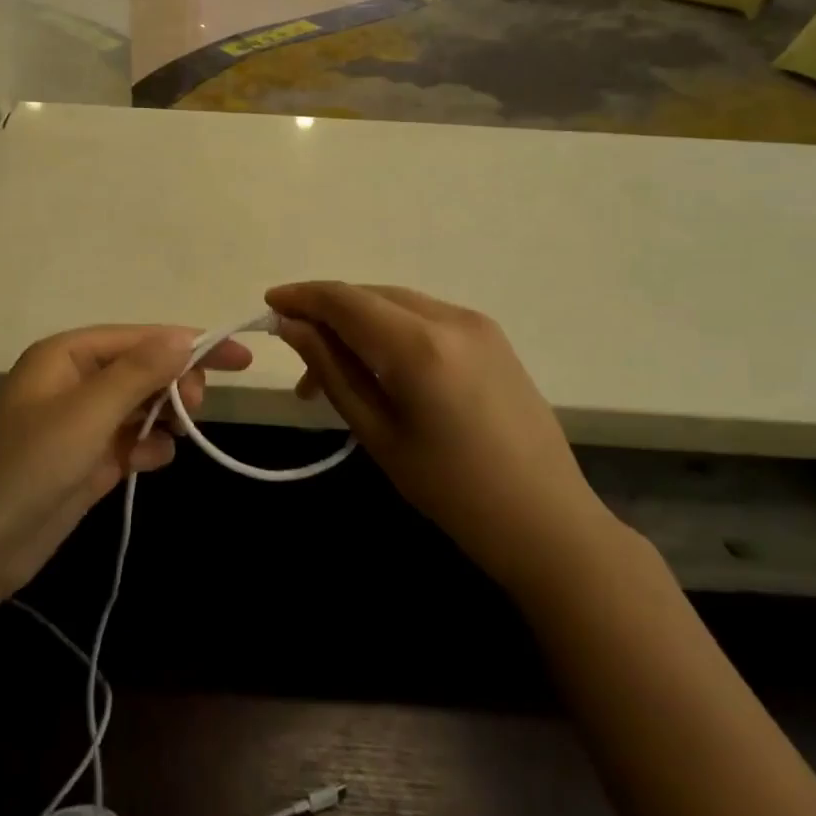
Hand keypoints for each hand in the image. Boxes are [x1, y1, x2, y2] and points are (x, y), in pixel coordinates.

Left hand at [0, 326, 251, 603]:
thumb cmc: (26, 466)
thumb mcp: (85, 413)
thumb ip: (138, 373)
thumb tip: (183, 337)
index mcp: (68, 356)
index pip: (141, 338)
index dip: (191, 343)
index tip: (240, 357)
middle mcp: (74, 382)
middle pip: (143, 369)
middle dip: (175, 383)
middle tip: (196, 407)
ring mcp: (80, 425)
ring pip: (141, 406)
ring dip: (165, 416)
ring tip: (180, 433)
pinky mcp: (85, 463)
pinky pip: (131, 442)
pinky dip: (147, 448)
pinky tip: (150, 461)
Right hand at [266, 282, 612, 586]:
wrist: (546, 521)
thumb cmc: (451, 490)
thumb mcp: (378, 432)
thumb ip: (332, 370)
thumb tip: (291, 326)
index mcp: (419, 345)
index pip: (345, 299)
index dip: (302, 296)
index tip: (269, 305)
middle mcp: (450, 318)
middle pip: (370, 295)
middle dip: (327, 315)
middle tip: (299, 361)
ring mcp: (477, 323)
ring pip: (397, 303)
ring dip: (358, 324)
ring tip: (334, 373)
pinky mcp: (492, 336)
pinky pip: (424, 316)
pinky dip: (390, 330)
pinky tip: (380, 367)